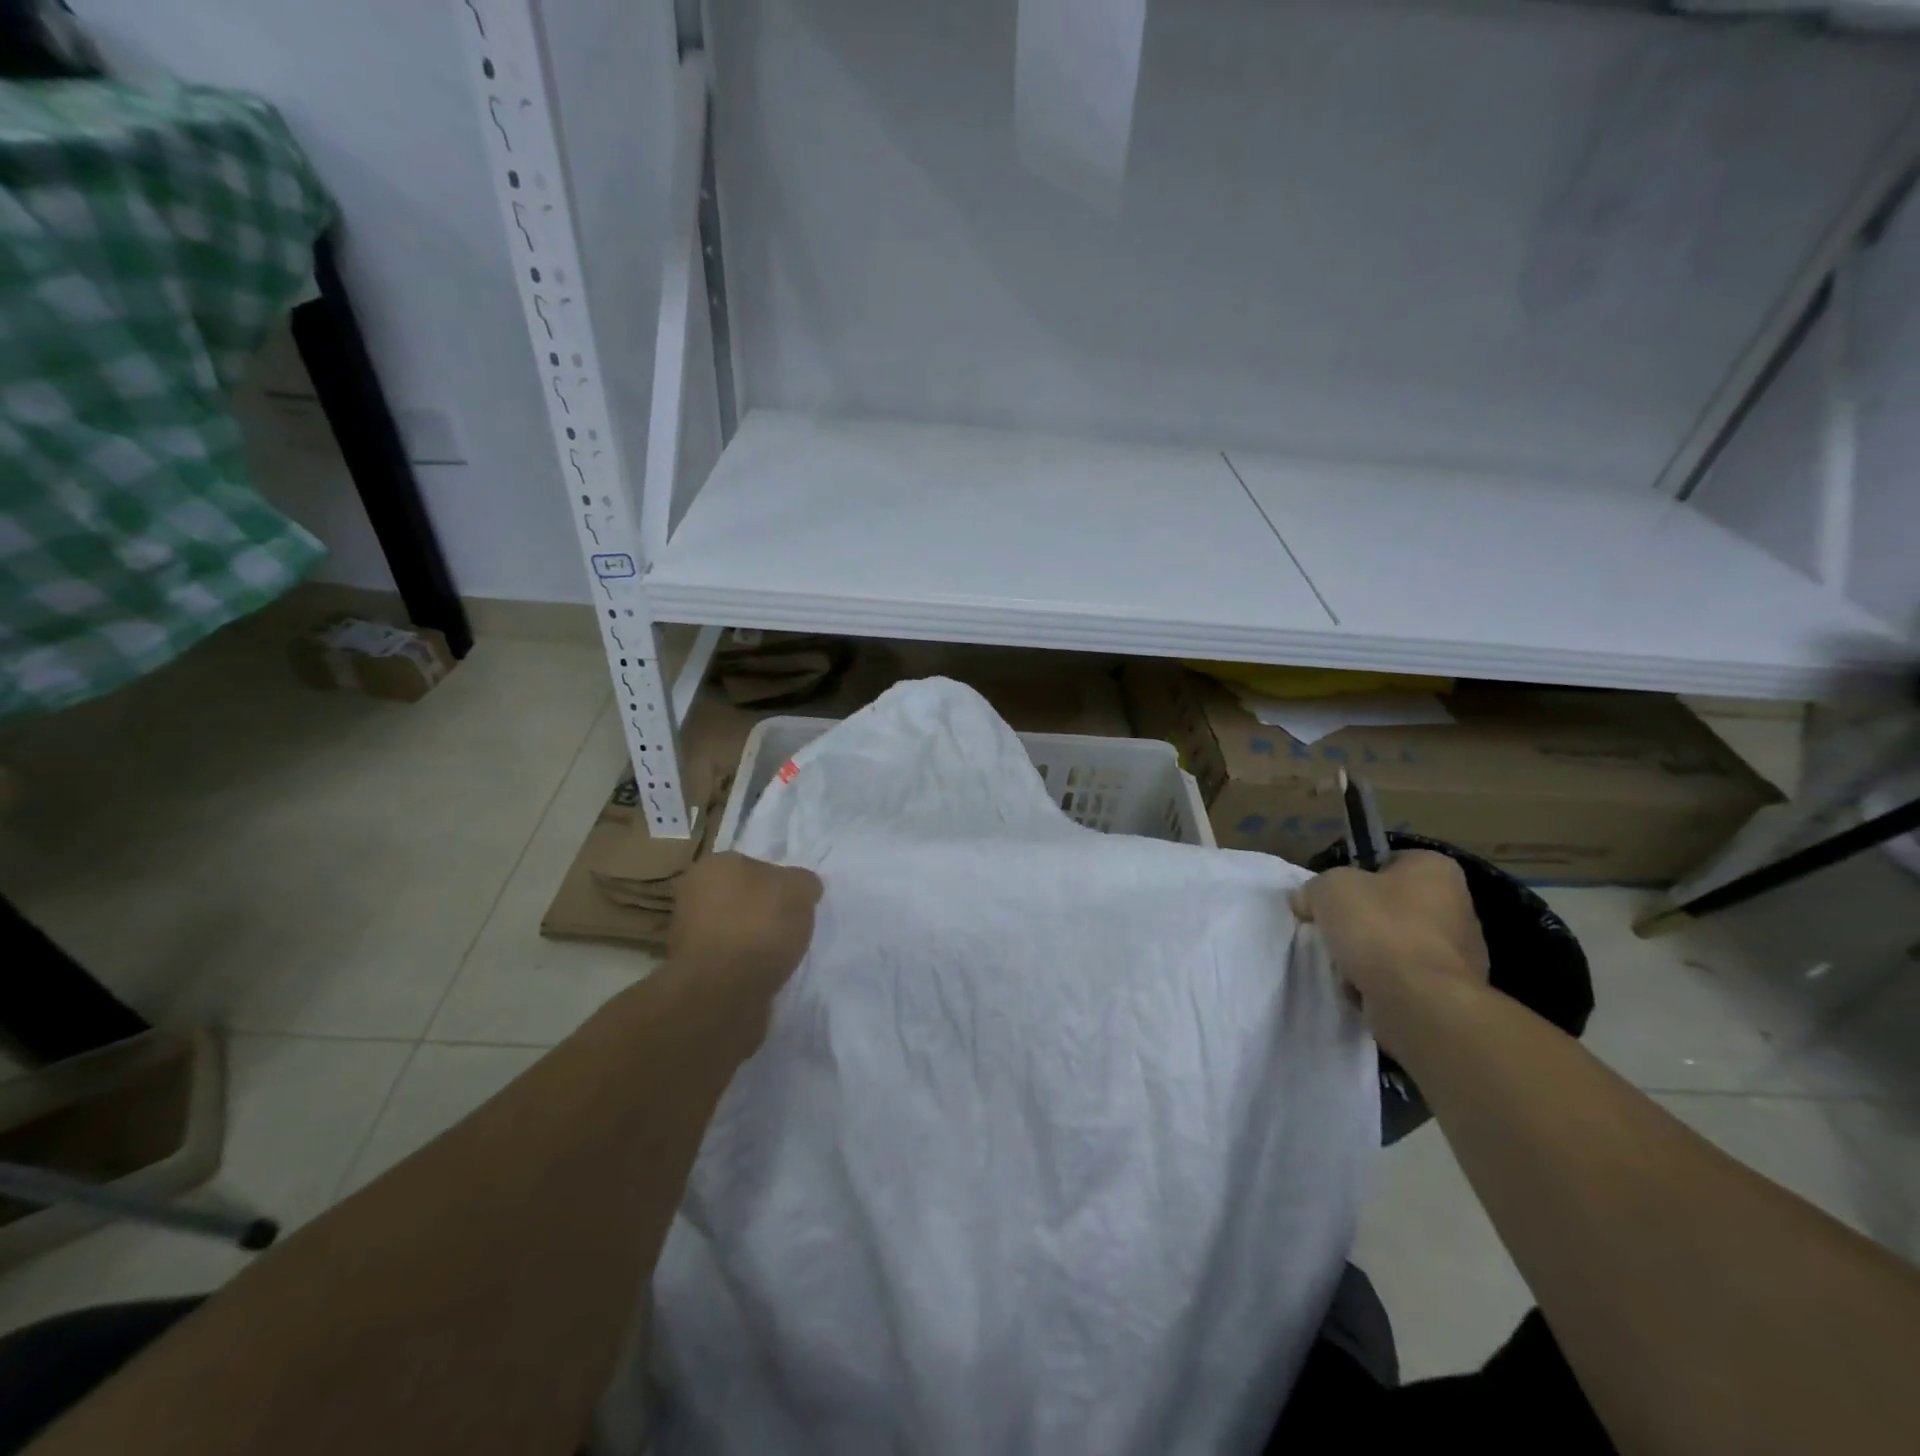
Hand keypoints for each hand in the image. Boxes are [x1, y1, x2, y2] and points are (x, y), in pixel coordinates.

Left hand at [668, 851, 822, 1009]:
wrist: (723, 992)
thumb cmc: (759, 926)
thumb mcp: (799, 889)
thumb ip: (803, 882)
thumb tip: (803, 887)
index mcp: (713, 865)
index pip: (753, 864)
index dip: (779, 882)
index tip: (796, 902)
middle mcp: (692, 895)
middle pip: (741, 897)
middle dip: (763, 911)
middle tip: (791, 927)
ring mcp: (687, 936)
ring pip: (733, 930)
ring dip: (754, 941)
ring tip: (780, 956)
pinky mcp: (692, 972)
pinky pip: (729, 960)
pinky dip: (745, 966)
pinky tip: (764, 974)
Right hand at [1292, 851, 1488, 1047]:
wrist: (1418, 1001)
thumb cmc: (1378, 928)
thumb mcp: (1328, 888)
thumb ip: (1314, 888)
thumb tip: (1307, 901)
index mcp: (1435, 870)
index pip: (1389, 861)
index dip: (1355, 875)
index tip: (1333, 895)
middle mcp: (1457, 906)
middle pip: (1391, 906)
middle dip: (1361, 921)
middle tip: (1334, 930)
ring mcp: (1460, 953)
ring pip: (1395, 944)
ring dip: (1368, 955)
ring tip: (1344, 965)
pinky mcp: (1451, 991)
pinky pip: (1403, 978)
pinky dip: (1380, 983)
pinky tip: (1362, 988)